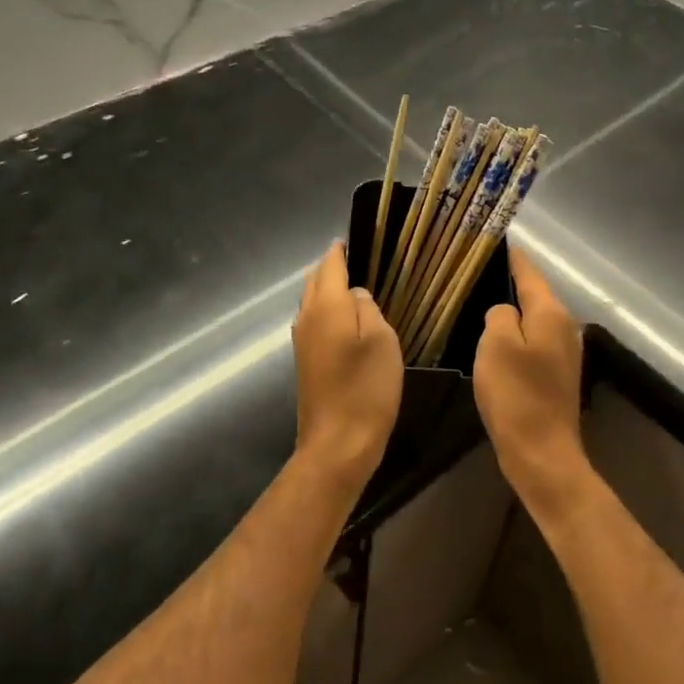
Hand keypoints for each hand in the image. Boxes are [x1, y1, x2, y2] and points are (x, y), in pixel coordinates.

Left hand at [292, 242, 403, 492]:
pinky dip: (326, 310)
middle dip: (331, 266)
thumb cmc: (366, 389)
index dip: (340, 250)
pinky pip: (313, 321)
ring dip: (326, 288)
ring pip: (311, 301)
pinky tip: (344, 319)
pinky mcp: (305, 361)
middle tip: (355, 259)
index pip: (330, 265)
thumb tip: (355, 294)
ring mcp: (302, 340)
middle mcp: (307, 317)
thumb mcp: (382, 341)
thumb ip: (368, 309)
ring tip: (351, 284)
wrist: (337, 444)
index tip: (352, 239)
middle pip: (315, 281)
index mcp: (327, 306)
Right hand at [473, 245, 588, 516]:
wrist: (542, 454)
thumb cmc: (516, 395)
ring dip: (510, 311)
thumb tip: (504, 312)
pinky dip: (514, 336)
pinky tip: (494, 342)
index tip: (491, 239)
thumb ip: (499, 315)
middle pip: (533, 294)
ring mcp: (564, 353)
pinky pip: (532, 342)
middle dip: (508, 282)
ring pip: (532, 319)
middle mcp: (564, 327)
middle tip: (474, 272)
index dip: (510, 255)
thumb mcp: (496, 344)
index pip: (528, 271)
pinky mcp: (557, 376)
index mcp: (551, 313)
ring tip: (478, 301)